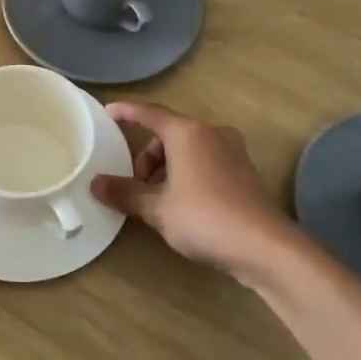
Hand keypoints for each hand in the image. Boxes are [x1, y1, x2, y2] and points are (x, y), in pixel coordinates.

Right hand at [91, 101, 301, 282]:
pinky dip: (186, 173)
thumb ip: (125, 192)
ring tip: (157, 198)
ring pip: (188, 149)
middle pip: (168, 134)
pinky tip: (181, 202)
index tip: (107, 111)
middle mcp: (211, 133)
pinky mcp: (244, 171)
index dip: (126, 112)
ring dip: (166, 167)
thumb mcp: (157, 208)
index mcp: (187, 132)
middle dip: (147, 156)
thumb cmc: (204, 218)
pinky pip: (205, 161)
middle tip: (135, 184)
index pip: (149, 113)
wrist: (265, 247)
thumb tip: (95, 184)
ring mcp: (232, 151)